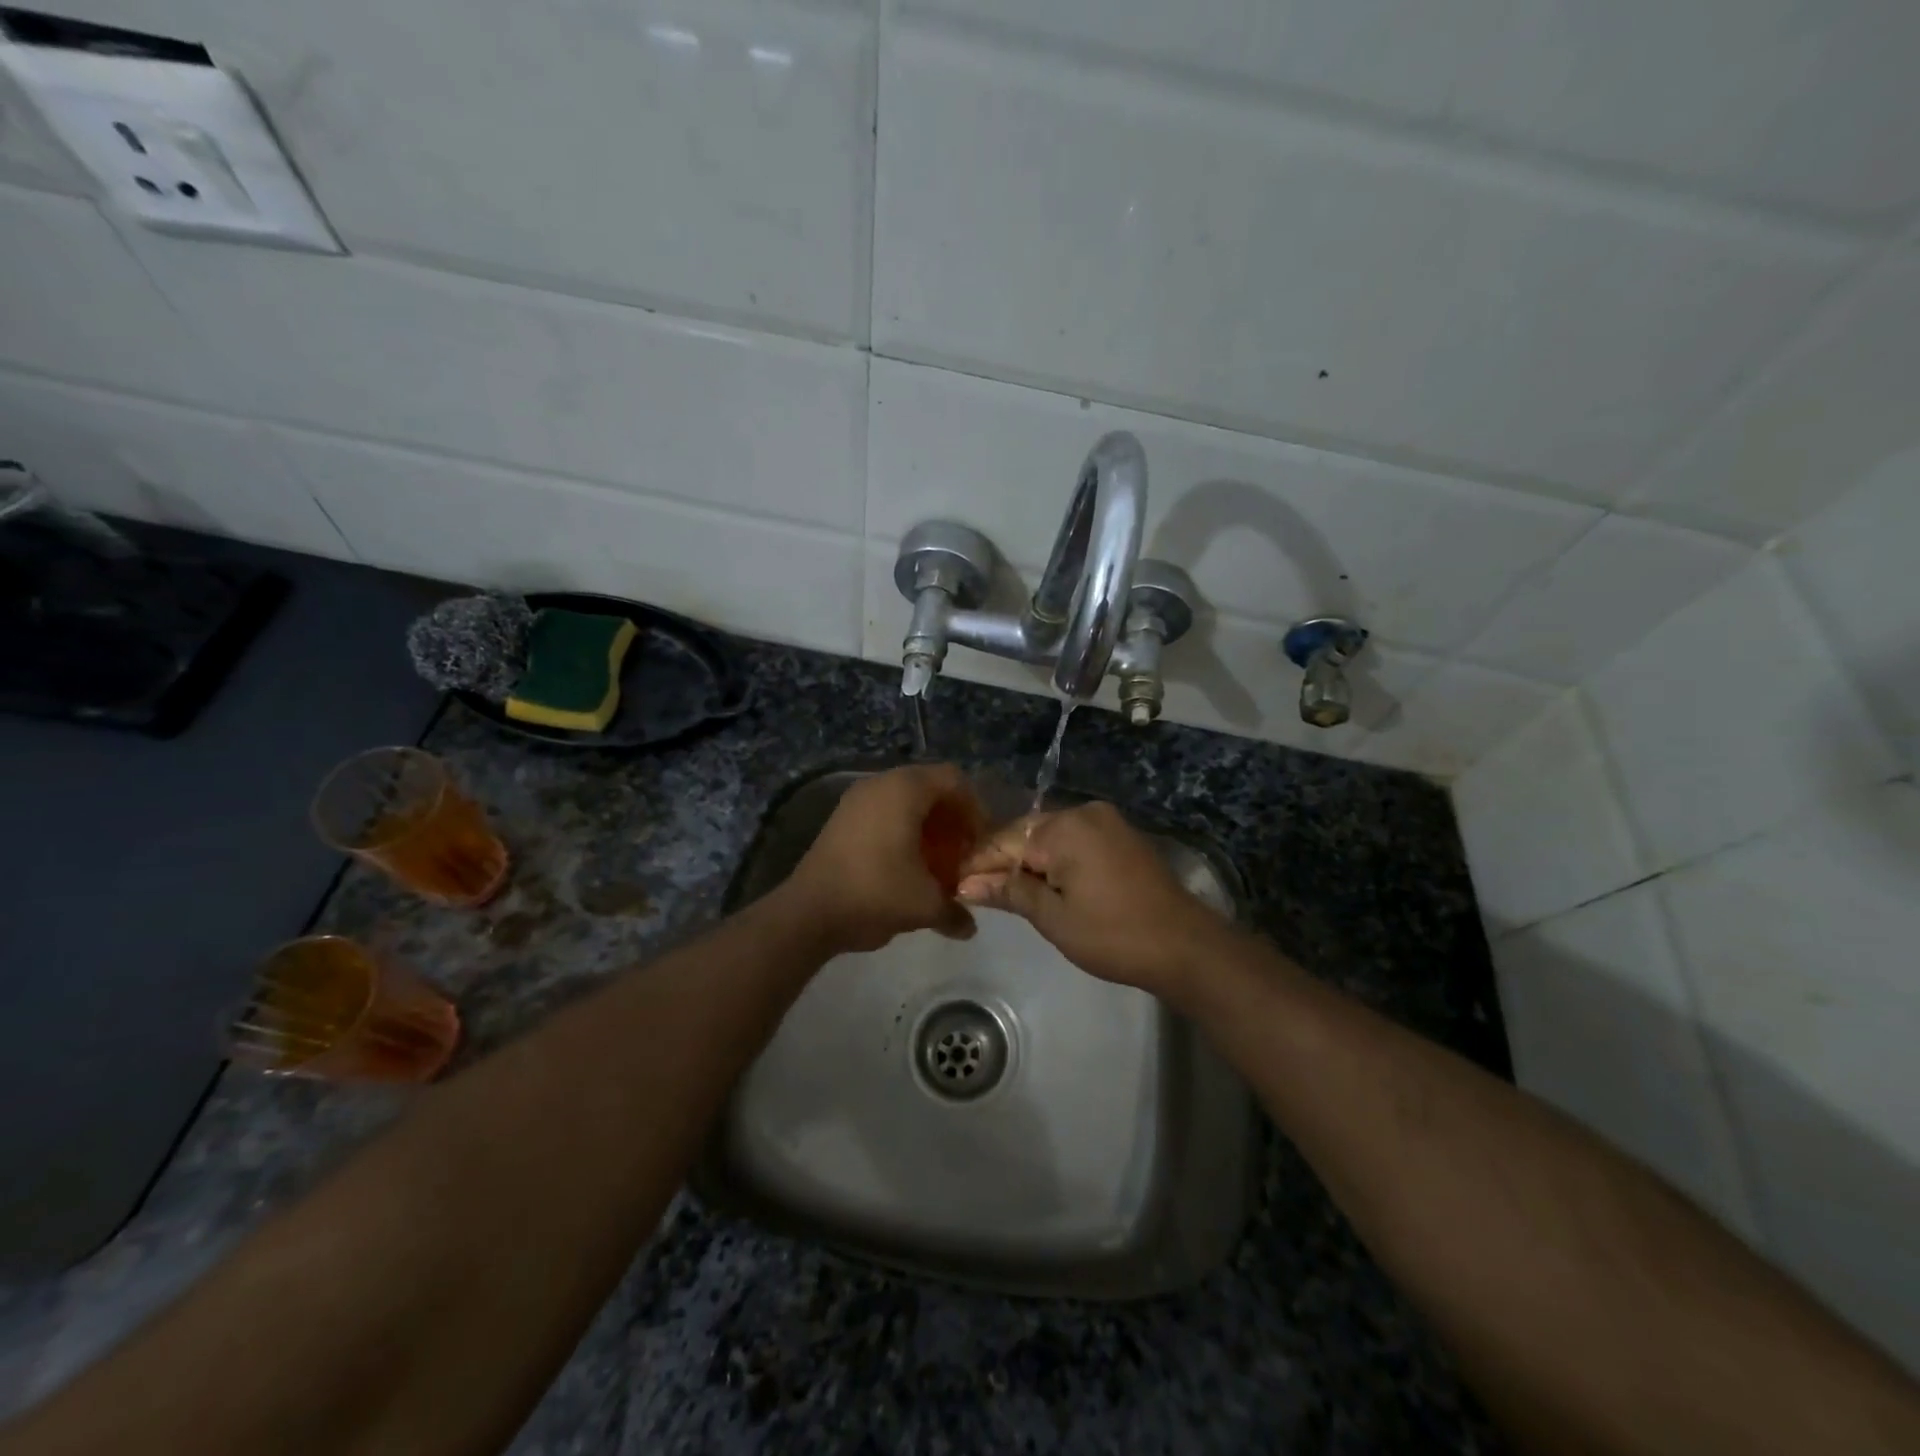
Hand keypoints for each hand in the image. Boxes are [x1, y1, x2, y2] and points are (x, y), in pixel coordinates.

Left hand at [781, 764, 980, 953]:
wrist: (809, 912)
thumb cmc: (875, 893)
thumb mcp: (924, 905)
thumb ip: (955, 911)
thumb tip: (969, 927)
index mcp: (905, 789)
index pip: (954, 780)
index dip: (975, 808)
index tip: (979, 842)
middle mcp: (880, 783)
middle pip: (930, 788)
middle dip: (951, 819)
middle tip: (961, 854)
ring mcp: (856, 799)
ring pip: (905, 801)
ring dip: (927, 826)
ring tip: (936, 863)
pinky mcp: (842, 818)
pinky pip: (883, 812)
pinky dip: (902, 830)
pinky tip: (907, 866)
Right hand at [955, 801, 1231, 1003]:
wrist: (1185, 946)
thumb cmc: (1113, 935)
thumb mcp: (1054, 917)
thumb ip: (1010, 891)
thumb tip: (966, 883)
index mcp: (1065, 828)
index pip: (1005, 841)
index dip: (978, 864)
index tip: (951, 883)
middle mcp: (1084, 813)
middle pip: (1027, 834)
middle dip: (1003, 862)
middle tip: (974, 891)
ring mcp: (1107, 822)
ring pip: (1051, 837)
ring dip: (1029, 861)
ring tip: (1003, 890)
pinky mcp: (1121, 836)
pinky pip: (1075, 841)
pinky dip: (1055, 860)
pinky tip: (1042, 882)